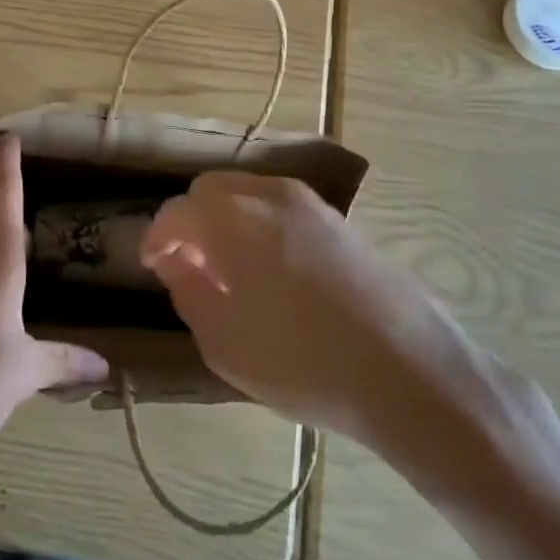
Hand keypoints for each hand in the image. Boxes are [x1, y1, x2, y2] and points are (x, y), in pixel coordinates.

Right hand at [140, 173, 506, 454]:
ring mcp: (309, 203)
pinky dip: (259, 226)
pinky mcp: (339, 220)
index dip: (156, 238)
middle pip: (211, 191)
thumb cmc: (303, 361)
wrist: (408, 369)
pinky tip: (271, 272)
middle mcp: (268, 194)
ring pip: (247, 194)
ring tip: (229, 272)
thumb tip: (178, 263)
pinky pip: (280, 209)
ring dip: (225, 221)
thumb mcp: (224, 343)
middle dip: (190, 223)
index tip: (151, 265)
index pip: (176, 212)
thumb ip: (189, 293)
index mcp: (232, 218)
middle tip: (188, 267)